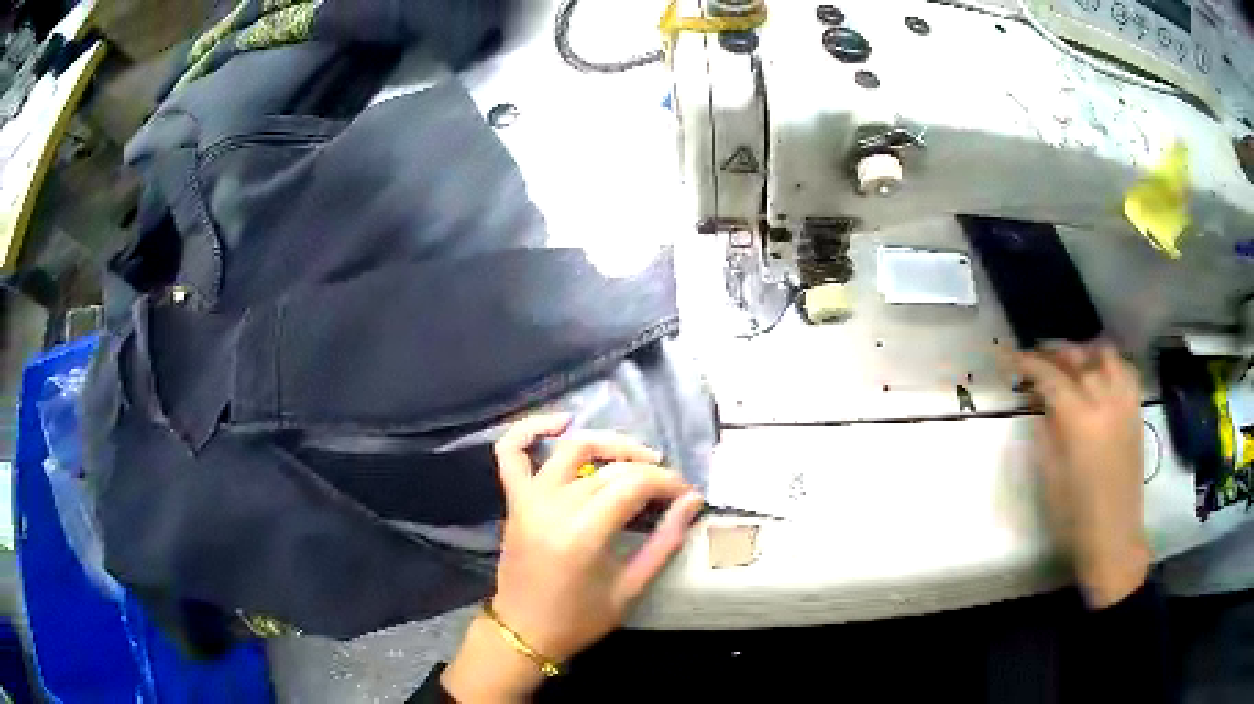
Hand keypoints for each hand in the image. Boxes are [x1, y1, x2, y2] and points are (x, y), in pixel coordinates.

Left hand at [442, 415, 703, 700]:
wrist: (523, 631)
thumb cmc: (579, 619)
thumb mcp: (631, 589)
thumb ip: (664, 542)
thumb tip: (692, 502)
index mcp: (583, 534)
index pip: (634, 485)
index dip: (667, 483)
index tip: (687, 494)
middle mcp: (553, 506)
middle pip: (610, 469)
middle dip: (649, 471)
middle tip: (671, 487)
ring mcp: (528, 499)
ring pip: (572, 449)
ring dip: (608, 444)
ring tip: (638, 456)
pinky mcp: (514, 500)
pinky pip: (511, 452)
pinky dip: (531, 429)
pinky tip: (562, 422)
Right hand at [1015, 342, 1150, 608]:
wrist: (1114, 535)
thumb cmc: (1075, 515)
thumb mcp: (1050, 475)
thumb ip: (1045, 429)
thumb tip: (1040, 400)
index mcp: (1079, 421)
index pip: (1051, 376)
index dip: (1028, 362)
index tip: (1009, 356)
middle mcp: (1105, 401)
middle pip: (1078, 358)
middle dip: (1054, 352)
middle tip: (1035, 357)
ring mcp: (1125, 403)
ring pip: (1105, 355)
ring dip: (1084, 352)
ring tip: (1070, 361)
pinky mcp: (1136, 410)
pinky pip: (1125, 369)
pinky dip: (1109, 363)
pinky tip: (1100, 373)